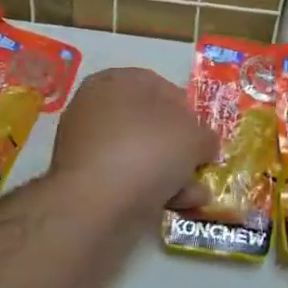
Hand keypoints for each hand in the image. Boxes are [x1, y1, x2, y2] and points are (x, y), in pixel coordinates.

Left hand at [49, 67, 216, 216]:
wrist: (96, 202)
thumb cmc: (147, 150)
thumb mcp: (193, 136)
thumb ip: (204, 137)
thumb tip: (204, 145)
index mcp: (116, 81)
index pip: (160, 86)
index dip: (187, 110)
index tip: (202, 134)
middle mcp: (96, 108)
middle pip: (151, 125)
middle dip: (180, 149)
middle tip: (199, 166)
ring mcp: (86, 146)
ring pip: (140, 155)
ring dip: (171, 174)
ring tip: (194, 195)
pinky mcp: (83, 181)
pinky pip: (125, 178)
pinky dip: (149, 189)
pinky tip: (173, 205)